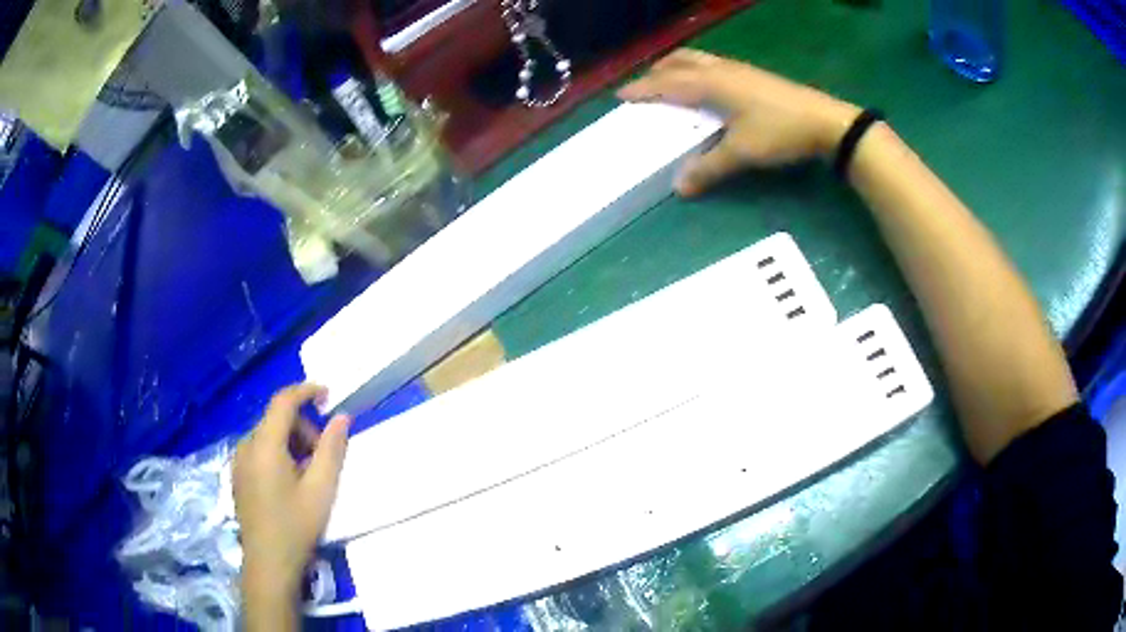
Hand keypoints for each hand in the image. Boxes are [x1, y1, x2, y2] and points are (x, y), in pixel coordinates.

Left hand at [234, 384, 350, 592]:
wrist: (269, 563)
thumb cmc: (296, 526)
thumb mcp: (321, 489)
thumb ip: (332, 449)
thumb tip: (342, 417)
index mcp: (264, 445)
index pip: (283, 401)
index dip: (306, 391)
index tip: (328, 396)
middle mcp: (246, 445)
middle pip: (276, 420)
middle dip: (303, 429)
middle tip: (322, 460)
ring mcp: (238, 461)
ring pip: (268, 436)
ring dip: (291, 444)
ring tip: (307, 476)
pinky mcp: (237, 475)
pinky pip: (259, 451)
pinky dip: (277, 455)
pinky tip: (289, 484)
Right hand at [618, 49, 859, 195]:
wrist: (826, 122)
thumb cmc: (780, 132)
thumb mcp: (742, 152)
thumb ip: (709, 167)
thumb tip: (679, 187)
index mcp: (712, 83)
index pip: (667, 83)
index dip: (643, 89)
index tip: (621, 95)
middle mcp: (722, 70)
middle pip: (681, 61)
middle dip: (659, 70)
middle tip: (645, 84)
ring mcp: (740, 70)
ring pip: (700, 59)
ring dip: (679, 66)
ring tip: (671, 80)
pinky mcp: (755, 76)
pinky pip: (715, 66)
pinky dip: (699, 70)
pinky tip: (708, 86)